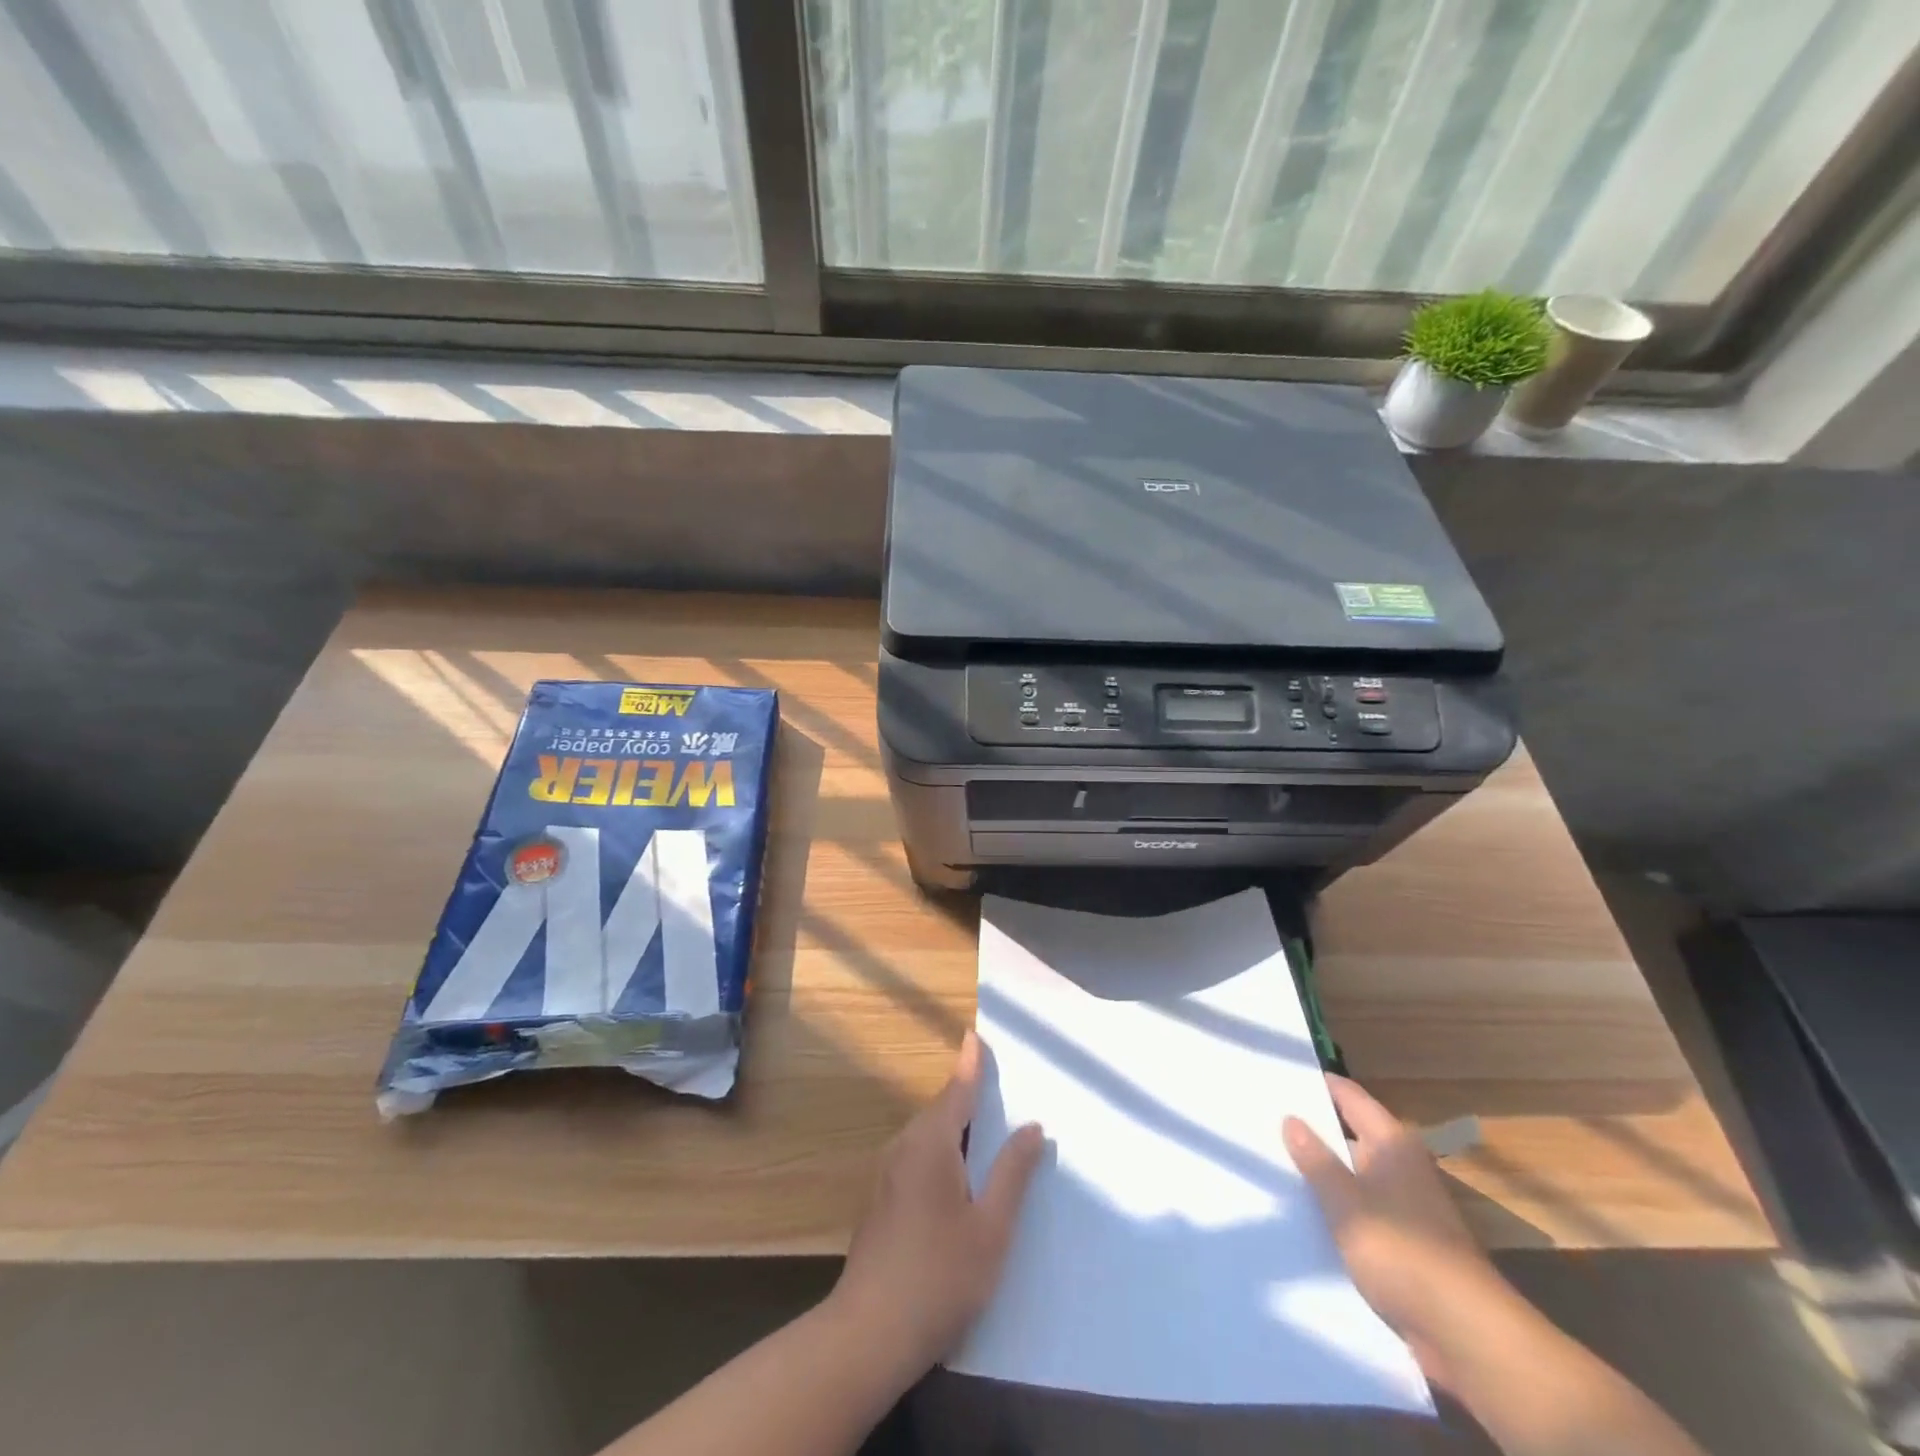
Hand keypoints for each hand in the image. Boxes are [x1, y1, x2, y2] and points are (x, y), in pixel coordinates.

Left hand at [831, 1032, 1044, 1373]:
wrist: (868, 1334)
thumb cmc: (940, 1276)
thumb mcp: (991, 1227)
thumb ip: (1013, 1173)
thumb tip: (1033, 1127)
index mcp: (931, 1143)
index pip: (957, 1089)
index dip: (970, 1063)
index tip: (975, 1034)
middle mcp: (904, 1147)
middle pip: (941, 1110)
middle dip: (967, 1095)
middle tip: (996, 1083)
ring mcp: (887, 1175)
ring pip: (927, 1136)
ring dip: (954, 1127)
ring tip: (984, 1127)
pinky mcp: (880, 1201)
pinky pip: (917, 1157)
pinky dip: (941, 1151)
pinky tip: (957, 1176)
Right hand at [1285, 1074, 1510, 1388]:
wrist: (1466, 1334)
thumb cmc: (1403, 1252)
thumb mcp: (1346, 1203)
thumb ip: (1316, 1160)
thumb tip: (1291, 1119)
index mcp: (1392, 1143)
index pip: (1349, 1096)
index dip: (1316, 1084)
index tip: (1278, 1076)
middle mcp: (1402, 1165)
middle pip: (1350, 1133)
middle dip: (1312, 1130)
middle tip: (1262, 1118)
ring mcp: (1406, 1204)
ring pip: (1354, 1174)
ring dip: (1323, 1172)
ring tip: (1273, 1163)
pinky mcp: (1407, 1241)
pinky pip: (1363, 1209)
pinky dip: (1338, 1207)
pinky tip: (1304, 1213)